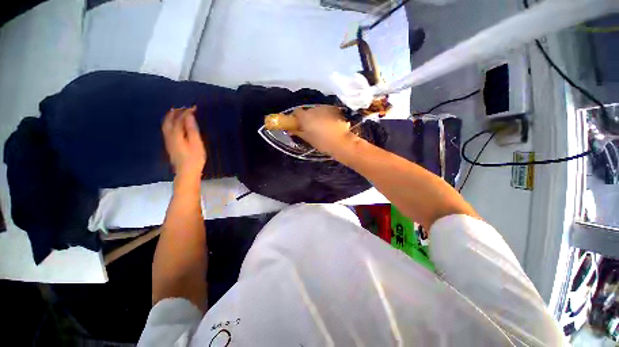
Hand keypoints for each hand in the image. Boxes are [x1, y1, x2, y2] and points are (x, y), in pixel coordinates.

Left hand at [162, 106, 206, 178]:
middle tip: (184, 108)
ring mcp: (168, 140)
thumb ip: (192, 129)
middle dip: (176, 112)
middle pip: (169, 120)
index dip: (186, 112)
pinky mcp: (170, 145)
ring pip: (166, 124)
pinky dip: (170, 123)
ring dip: (171, 116)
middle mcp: (169, 135)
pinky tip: (175, 124)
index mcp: (176, 134)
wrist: (186, 172)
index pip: (180, 119)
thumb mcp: (196, 143)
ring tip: (178, 112)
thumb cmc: (194, 158)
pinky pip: (167, 129)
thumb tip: (189, 116)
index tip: (194, 107)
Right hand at [290, 105, 354, 154]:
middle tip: (310, 128)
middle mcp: (314, 109)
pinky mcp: (334, 110)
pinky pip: (326, 112)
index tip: (298, 124)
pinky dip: (325, 116)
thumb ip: (298, 133)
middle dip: (308, 118)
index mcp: (305, 117)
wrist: (341, 142)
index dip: (296, 117)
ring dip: (317, 117)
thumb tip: (291, 130)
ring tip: (321, 127)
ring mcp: (325, 108)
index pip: (296, 112)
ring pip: (317, 111)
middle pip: (307, 111)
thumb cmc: (322, 143)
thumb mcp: (308, 139)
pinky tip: (329, 125)